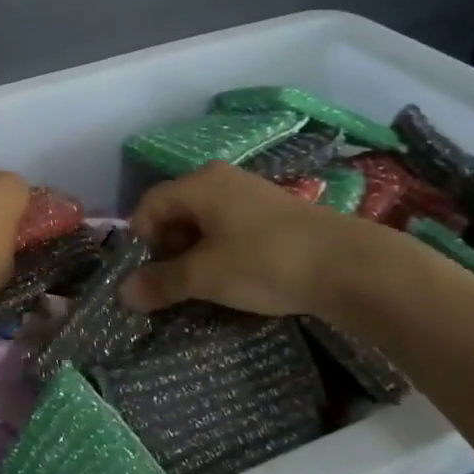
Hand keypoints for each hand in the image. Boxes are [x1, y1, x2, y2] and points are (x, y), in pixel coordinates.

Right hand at [121, 161, 407, 315]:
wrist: (350, 266)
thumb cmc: (265, 261)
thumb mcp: (205, 275)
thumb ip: (162, 282)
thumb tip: (123, 293)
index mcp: (200, 183)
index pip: (149, 204)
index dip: (139, 239)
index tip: (146, 275)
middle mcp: (222, 180)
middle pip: (176, 211)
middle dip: (166, 248)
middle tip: (172, 284)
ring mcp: (251, 195)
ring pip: (204, 222)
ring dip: (194, 254)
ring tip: (202, 286)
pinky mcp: (276, 215)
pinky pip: (231, 229)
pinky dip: (221, 252)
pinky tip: (234, 279)